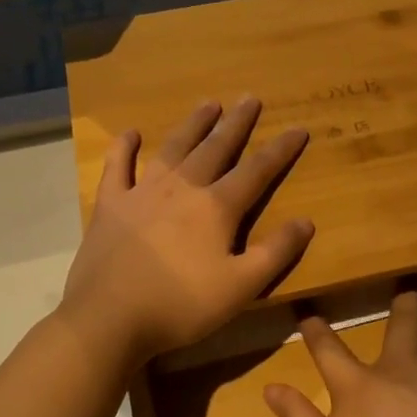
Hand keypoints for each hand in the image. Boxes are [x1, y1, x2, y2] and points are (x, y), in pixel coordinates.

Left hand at [61, 97, 312, 362]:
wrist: (109, 319)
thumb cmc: (181, 306)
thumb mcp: (241, 287)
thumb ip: (276, 253)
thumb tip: (306, 221)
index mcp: (217, 208)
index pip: (257, 171)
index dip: (280, 150)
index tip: (298, 128)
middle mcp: (182, 189)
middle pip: (215, 148)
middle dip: (236, 123)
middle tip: (249, 97)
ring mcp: (142, 192)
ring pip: (173, 149)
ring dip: (193, 125)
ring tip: (208, 104)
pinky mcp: (111, 205)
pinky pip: (118, 167)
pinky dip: (124, 148)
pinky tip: (130, 133)